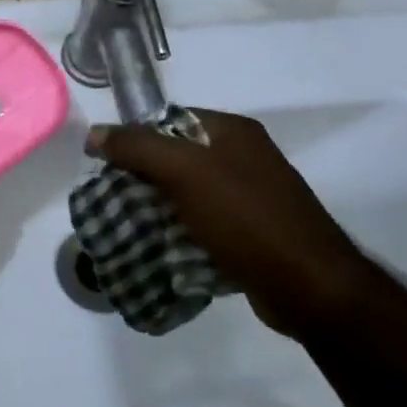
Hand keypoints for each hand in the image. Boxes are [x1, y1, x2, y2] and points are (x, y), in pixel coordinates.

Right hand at [88, 110, 380, 340]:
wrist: (310, 287)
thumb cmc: (246, 218)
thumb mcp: (185, 173)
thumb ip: (138, 147)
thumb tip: (96, 133)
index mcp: (232, 131)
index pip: (168, 119)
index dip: (134, 137)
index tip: (105, 164)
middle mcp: (243, 157)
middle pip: (175, 157)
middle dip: (141, 176)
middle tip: (110, 198)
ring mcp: (250, 196)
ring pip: (186, 193)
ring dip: (157, 207)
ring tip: (126, 225)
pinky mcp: (251, 233)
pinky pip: (202, 223)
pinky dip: (179, 232)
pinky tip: (158, 247)